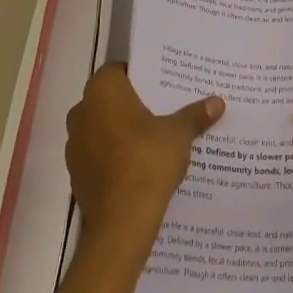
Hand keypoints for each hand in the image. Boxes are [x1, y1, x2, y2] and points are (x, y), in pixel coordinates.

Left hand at [66, 65, 222, 244]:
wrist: (121, 221)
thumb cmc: (147, 161)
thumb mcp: (179, 134)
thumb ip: (194, 115)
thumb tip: (217, 102)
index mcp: (102, 91)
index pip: (118, 70)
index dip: (139, 75)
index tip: (160, 84)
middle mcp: (81, 111)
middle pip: (109, 99)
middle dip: (131, 104)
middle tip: (161, 109)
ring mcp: (74, 145)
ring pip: (101, 127)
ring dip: (121, 131)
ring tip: (153, 139)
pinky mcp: (76, 175)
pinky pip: (98, 154)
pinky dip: (114, 156)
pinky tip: (138, 166)